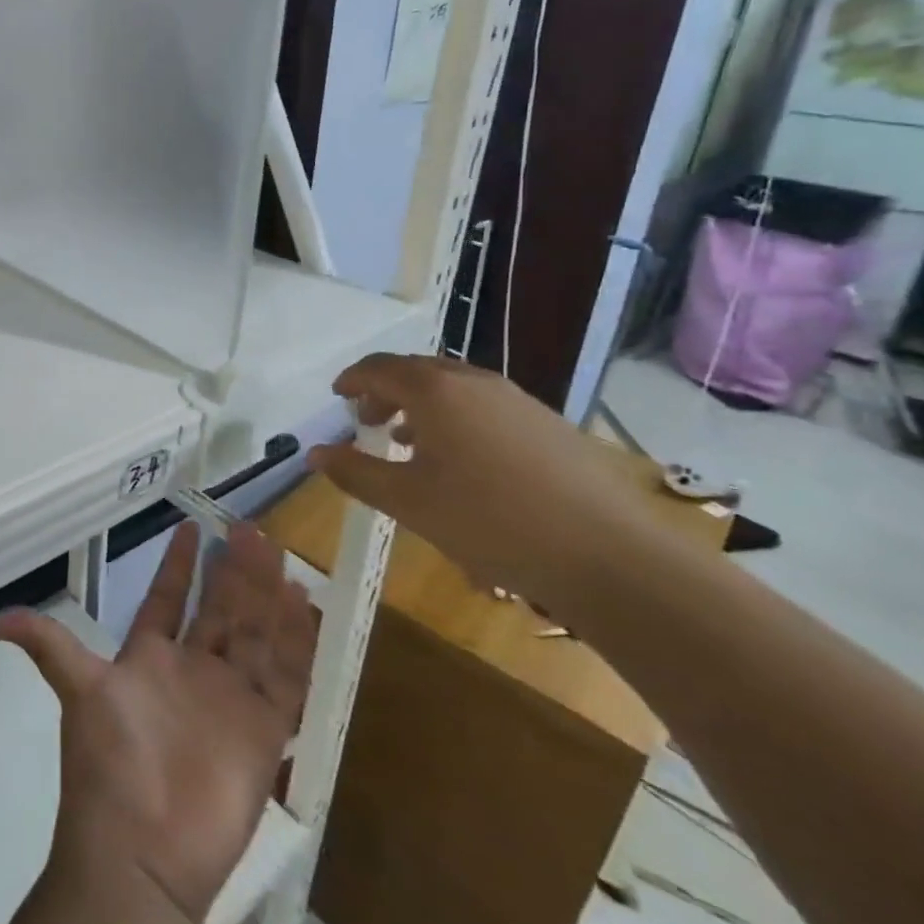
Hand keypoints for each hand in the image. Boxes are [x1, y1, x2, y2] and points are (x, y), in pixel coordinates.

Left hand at [0, 522, 317, 923]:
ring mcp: (229, 699)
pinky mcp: (263, 731)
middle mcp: (192, 671)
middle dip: (231, 570)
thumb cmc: (109, 763)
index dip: (178, 566)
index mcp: (149, 659)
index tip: (190, 526)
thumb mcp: (77, 689)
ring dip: (264, 595)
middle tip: (246, 527)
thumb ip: (44, 645)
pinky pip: (285, 677)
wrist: (142, 853)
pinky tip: (303, 604)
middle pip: (218, 609)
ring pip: (253, 633)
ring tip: (275, 551)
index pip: (167, 599)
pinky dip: (295, 642)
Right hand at [307, 354, 641, 614]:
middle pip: (417, 371)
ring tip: (408, 443)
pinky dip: (457, 418)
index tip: (337, 396)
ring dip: (422, 406)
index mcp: (435, 391)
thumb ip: (356, 473)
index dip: (352, 379)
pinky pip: (485, 405)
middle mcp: (475, 381)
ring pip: (454, 387)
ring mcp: (516, 400)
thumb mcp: (409, 502)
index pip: (379, 368)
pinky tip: (462, 462)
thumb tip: (314, 454)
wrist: (608, 554)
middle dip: (385, 391)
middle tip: (368, 421)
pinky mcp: (547, 423)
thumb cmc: (490, 522)